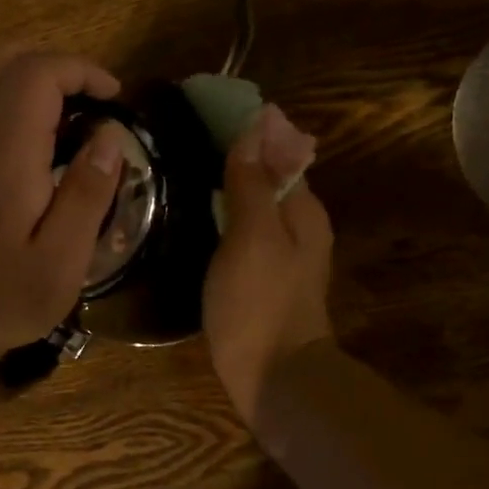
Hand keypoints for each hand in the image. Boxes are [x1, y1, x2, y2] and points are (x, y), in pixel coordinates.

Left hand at [0, 52, 124, 360]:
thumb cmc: (2, 295)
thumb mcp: (62, 260)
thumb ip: (88, 192)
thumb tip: (110, 137)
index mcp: (2, 153)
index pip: (37, 73)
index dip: (81, 71)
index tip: (113, 98)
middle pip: (14, 64)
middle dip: (63, 73)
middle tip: (98, 108)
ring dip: (41, 89)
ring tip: (75, 130)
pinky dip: (18, 108)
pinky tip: (38, 152)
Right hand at [203, 104, 332, 424]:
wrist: (274, 379)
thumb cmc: (260, 303)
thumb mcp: (252, 236)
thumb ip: (251, 183)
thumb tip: (252, 129)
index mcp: (303, 208)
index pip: (279, 149)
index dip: (248, 128)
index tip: (206, 109)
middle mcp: (300, 224)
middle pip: (268, 173)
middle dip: (238, 150)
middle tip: (186, 134)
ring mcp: (283, 252)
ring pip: (256, 200)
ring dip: (230, 179)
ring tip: (185, 163)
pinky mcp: (264, 275)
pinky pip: (246, 226)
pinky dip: (226, 209)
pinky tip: (197, 210)